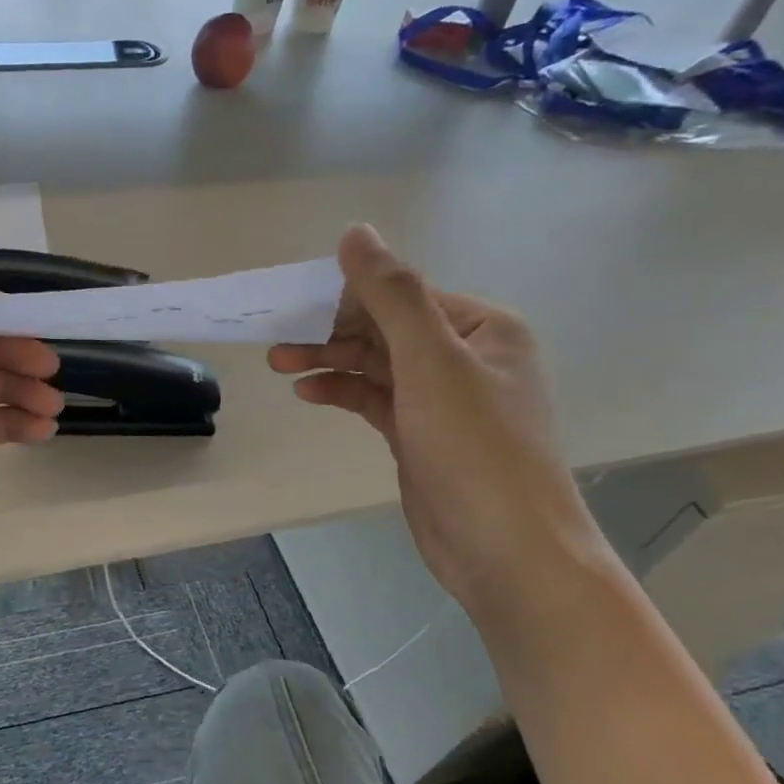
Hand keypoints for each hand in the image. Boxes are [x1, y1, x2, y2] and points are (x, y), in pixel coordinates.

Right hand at [269, 225, 607, 613]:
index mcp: (482, 328)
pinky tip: (307, 392)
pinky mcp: (421, 436)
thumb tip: (356, 233)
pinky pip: (375, 400)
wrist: (507, 550)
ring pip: (376, 365)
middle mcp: (466, 357)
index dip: (349, 293)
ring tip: (278, 361)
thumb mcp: (432, 362)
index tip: (293, 299)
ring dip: (330, 360)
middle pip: (386, 328)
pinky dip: (342, 392)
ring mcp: (442, 400)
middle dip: (332, 330)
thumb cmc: (475, 448)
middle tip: (277, 335)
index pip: (404, 293)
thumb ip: (393, 295)